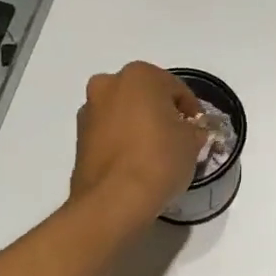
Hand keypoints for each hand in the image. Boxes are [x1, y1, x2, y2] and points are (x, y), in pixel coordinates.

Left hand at [70, 62, 204, 228]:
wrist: (114, 200)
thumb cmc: (159, 159)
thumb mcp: (192, 142)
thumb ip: (193, 130)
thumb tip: (190, 132)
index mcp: (139, 75)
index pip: (176, 88)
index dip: (191, 110)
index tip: (197, 129)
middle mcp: (108, 84)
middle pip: (144, 95)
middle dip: (160, 112)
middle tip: (176, 138)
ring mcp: (89, 110)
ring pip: (123, 112)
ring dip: (138, 125)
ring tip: (154, 153)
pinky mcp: (78, 138)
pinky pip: (109, 132)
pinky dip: (121, 141)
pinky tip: (134, 163)